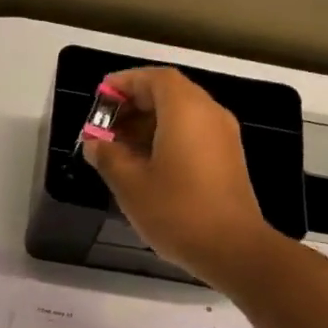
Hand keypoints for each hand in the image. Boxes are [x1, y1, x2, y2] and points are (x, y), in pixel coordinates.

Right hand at [83, 67, 277, 283]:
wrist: (233, 248)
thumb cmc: (177, 211)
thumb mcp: (130, 184)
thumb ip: (108, 157)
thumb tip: (95, 144)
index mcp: (185, 110)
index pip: (154, 78)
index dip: (125, 83)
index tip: (100, 97)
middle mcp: (209, 114)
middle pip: (169, 94)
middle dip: (134, 105)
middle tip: (104, 127)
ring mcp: (224, 137)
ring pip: (182, 115)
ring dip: (149, 124)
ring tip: (118, 149)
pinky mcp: (228, 159)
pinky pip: (194, 134)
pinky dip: (167, 139)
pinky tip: (145, 166)